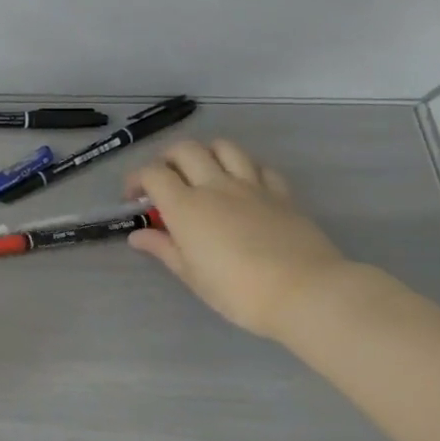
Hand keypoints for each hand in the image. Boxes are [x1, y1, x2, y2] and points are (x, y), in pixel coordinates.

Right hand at [125, 139, 354, 338]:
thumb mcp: (191, 274)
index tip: (133, 199)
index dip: (136, 180)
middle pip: (185, 150)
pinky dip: (244, 168)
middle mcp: (215, 186)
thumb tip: (138, 235)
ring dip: (206, 154)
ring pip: (224, 147)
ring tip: (203, 174)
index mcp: (185, 206)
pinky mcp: (281, 194)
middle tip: (165, 181)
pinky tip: (242, 186)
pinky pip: (260, 167)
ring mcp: (252, 186)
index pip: (152, 173)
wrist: (306, 292)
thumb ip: (163, 248)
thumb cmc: (237, 290)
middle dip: (167, 159)